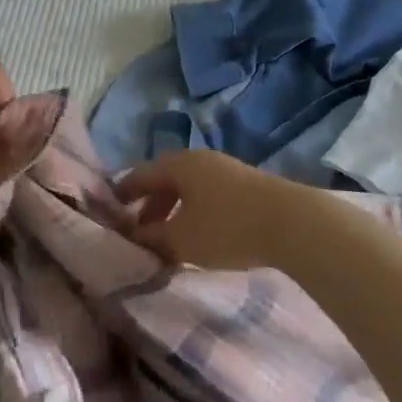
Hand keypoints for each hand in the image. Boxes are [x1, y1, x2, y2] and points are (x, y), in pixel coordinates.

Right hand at [119, 150, 313, 271]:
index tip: (109, 211)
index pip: (140, 175)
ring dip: (174, 213)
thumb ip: (152, 238)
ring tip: (169, 240)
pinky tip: (200, 238)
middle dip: (149, 207)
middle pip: (165, 181)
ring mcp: (226, 171)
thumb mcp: (181, 239)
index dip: (123, 193)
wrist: (291, 223)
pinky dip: (195, 214)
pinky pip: (208, 197)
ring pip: (188, 190)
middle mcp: (199, 160)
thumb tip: (132, 237)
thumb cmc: (226, 227)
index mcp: (178, 165)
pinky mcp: (247, 187)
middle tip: (138, 232)